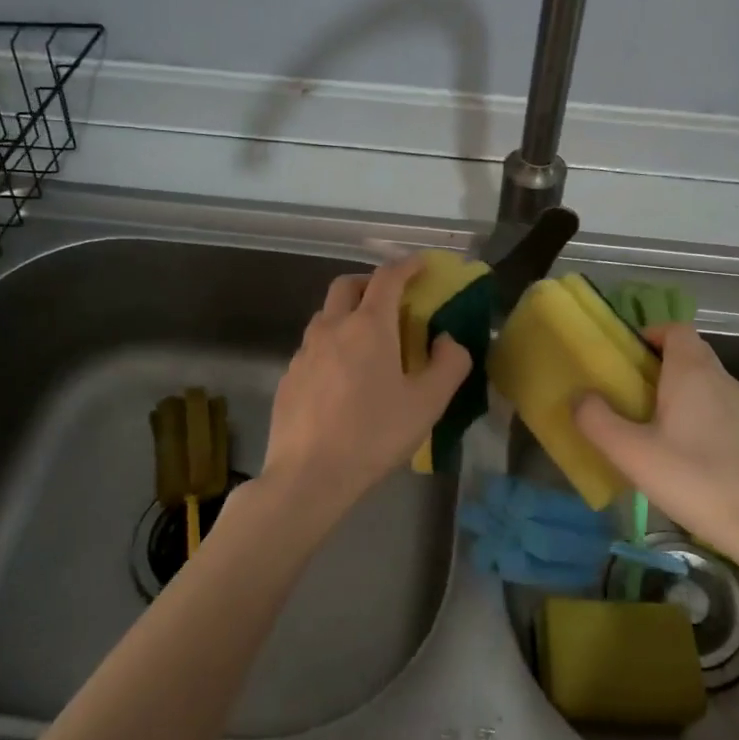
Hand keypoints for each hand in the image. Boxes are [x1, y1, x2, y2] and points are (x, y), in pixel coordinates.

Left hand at [258, 258, 471, 535]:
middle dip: (370, 282)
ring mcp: (304, 352)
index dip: (407, 265)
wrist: (309, 475)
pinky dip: (331, 345)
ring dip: (348, 313)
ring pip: (325, 315)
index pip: (387, 278)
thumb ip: (449, 364)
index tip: (422, 263)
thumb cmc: (374, 435)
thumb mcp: (427, 403)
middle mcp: (332, 328)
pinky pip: (312, 347)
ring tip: (367, 342)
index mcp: (368, 327)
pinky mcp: (288, 377)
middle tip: (391, 301)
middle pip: (346, 285)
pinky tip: (341, 379)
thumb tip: (448, 339)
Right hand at [574, 324, 738, 561]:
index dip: (650, 334)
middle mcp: (722, 380)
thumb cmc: (693, 479)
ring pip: (705, 383)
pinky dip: (697, 415)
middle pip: (690, 353)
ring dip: (677, 391)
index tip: (626, 357)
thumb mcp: (631, 453)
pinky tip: (681, 452)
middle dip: (658, 364)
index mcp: (693, 372)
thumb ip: (597, 420)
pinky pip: (718, 409)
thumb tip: (580, 397)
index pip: (676, 329)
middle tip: (628, 391)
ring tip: (649, 422)